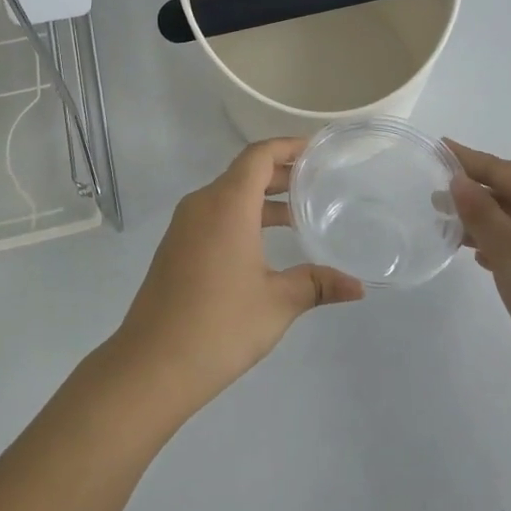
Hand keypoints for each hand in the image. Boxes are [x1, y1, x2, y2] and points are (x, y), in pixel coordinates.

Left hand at [106, 138, 363, 420]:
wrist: (152, 363)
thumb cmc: (220, 325)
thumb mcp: (277, 303)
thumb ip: (317, 285)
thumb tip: (358, 286)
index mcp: (226, 204)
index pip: (259, 156)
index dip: (289, 146)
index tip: (319, 151)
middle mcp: (202, 204)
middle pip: (244, 173)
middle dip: (281, 174)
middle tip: (319, 182)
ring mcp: (184, 226)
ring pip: (228, 196)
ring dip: (262, 200)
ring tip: (301, 216)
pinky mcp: (176, 247)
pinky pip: (214, 216)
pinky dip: (243, 217)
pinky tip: (265, 245)